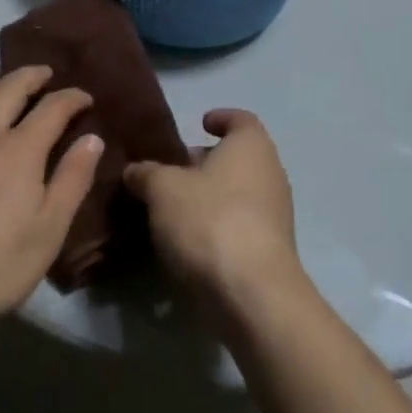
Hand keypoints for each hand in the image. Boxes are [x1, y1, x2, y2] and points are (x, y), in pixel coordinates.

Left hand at [0, 66, 101, 335]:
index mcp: (21, 150)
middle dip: (34, 77)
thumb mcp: (48, 232)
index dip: (73, 97)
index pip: (53, 107)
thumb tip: (92, 138)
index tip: (86, 98)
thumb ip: (72, 180)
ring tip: (8, 89)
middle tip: (47, 76)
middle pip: (11, 87)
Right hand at [124, 109, 301, 322]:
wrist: (252, 294)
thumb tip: (135, 170)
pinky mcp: (271, 250)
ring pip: (238, 193)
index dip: (220, 118)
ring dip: (209, 197)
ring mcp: (275, 214)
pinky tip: (189, 242)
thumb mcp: (162, 190)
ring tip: (172, 209)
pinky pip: (240, 225)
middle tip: (172, 171)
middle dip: (206, 163)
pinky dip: (217, 226)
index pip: (240, 119)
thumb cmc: (209, 220)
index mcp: (251, 146)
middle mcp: (271, 173)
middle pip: (238, 158)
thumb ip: (147, 174)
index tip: (199, 124)